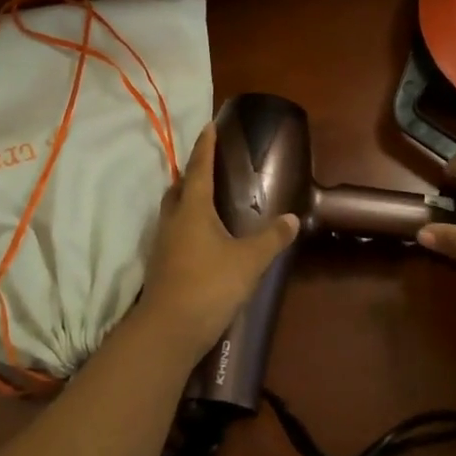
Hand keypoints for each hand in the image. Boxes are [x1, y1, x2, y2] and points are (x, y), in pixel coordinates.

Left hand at [131, 122, 298, 356]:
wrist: (169, 330)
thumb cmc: (209, 285)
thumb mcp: (249, 260)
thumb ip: (272, 238)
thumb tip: (293, 219)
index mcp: (192, 209)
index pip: (199, 168)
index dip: (205, 147)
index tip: (209, 125)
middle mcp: (173, 220)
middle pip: (180, 188)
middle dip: (193, 174)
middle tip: (211, 165)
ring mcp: (163, 244)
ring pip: (174, 211)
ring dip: (188, 200)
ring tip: (209, 199)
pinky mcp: (162, 265)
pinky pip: (175, 232)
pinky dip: (188, 225)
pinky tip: (203, 238)